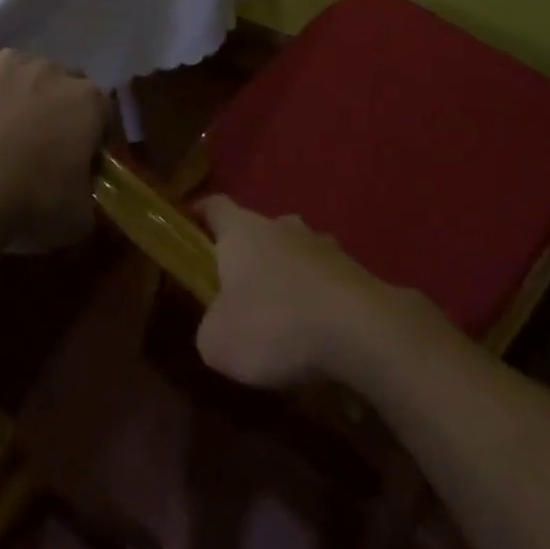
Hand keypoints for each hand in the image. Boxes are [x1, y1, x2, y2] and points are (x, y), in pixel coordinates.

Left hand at [0, 49, 106, 244]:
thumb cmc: (31, 201)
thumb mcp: (78, 216)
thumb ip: (88, 196)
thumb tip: (81, 195)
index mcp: (90, 101)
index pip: (106, 114)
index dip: (99, 138)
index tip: (89, 161)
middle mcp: (56, 73)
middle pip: (69, 88)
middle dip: (65, 111)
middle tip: (51, 146)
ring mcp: (12, 68)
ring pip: (30, 78)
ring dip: (30, 97)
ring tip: (13, 132)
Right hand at [195, 196, 406, 388]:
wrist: (361, 330)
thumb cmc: (275, 325)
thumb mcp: (217, 342)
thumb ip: (209, 326)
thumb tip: (219, 322)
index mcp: (243, 230)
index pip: (214, 206)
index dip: (199, 215)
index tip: (188, 227)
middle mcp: (283, 226)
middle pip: (257, 231)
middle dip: (246, 257)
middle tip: (235, 293)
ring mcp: (323, 245)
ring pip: (294, 254)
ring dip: (284, 277)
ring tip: (280, 318)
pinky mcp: (354, 270)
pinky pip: (323, 280)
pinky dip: (314, 299)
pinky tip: (314, 333)